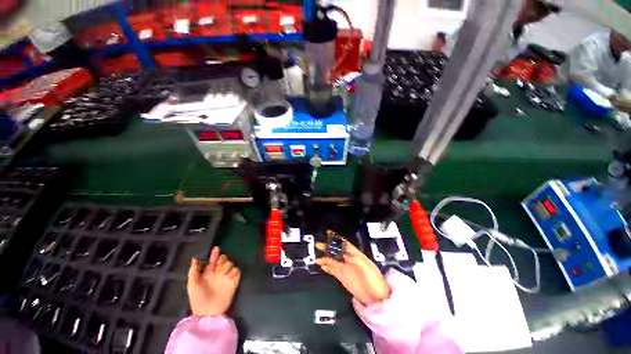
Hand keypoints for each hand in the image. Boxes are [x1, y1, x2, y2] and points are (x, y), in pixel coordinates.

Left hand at [187, 246, 240, 316]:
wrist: (207, 312)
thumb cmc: (198, 298)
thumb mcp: (192, 284)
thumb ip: (194, 271)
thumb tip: (195, 258)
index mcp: (208, 273)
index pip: (213, 260)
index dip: (214, 254)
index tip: (216, 248)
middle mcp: (218, 273)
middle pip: (224, 259)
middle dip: (222, 259)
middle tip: (219, 265)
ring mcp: (226, 277)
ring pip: (231, 263)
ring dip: (227, 267)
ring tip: (222, 275)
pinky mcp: (234, 282)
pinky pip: (237, 271)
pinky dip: (234, 272)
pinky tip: (229, 277)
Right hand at [316, 240, 389, 305]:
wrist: (376, 298)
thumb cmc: (374, 280)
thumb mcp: (366, 266)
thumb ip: (354, 258)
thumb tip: (344, 253)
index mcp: (356, 254)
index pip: (344, 244)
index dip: (336, 238)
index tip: (329, 233)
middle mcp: (349, 260)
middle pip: (336, 251)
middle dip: (328, 247)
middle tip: (319, 245)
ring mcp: (345, 268)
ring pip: (332, 260)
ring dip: (325, 258)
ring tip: (317, 257)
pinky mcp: (342, 276)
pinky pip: (332, 270)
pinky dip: (326, 267)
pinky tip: (321, 265)